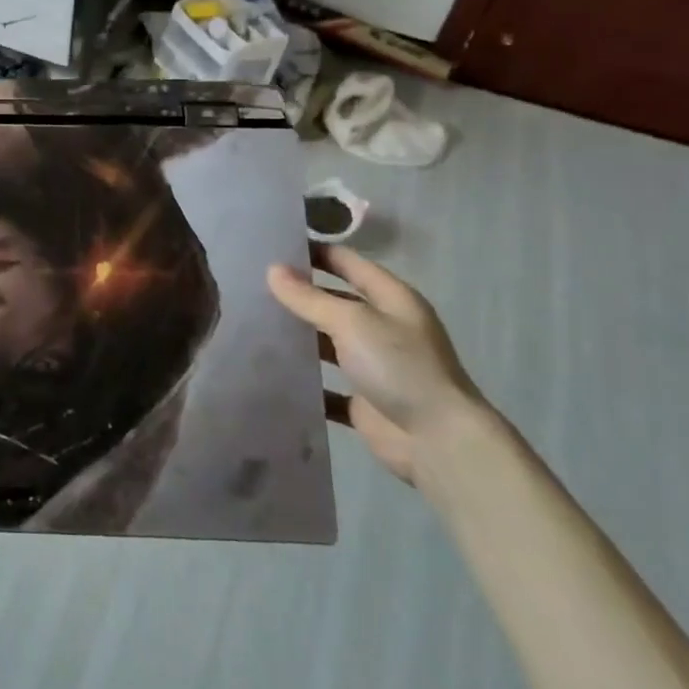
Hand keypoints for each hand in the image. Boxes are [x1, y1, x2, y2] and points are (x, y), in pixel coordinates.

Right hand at [268, 245, 484, 484]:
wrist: (438, 442)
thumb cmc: (399, 367)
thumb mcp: (352, 321)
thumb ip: (309, 298)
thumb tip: (272, 270)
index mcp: (391, 299)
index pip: (347, 263)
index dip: (314, 252)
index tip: (272, 245)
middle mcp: (384, 328)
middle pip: (335, 302)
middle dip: (299, 294)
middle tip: (251, 284)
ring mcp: (374, 366)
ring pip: (327, 343)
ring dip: (298, 337)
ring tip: (251, 324)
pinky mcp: (363, 401)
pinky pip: (325, 385)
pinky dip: (303, 380)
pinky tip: (268, 371)